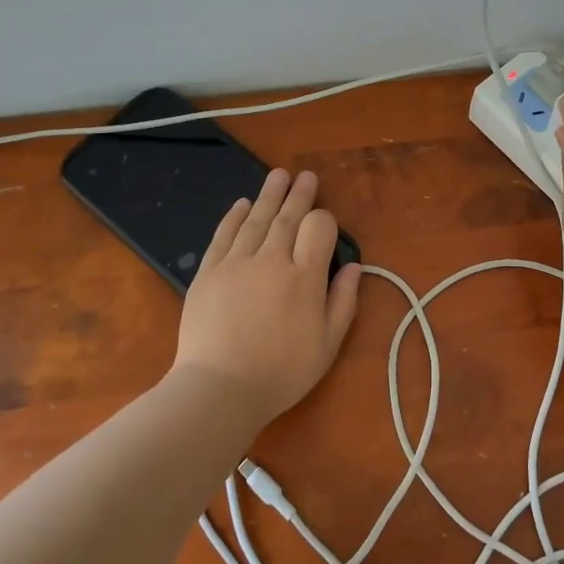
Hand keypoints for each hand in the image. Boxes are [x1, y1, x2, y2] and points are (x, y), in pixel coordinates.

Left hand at [173, 168, 362, 426]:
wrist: (219, 388)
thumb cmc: (281, 373)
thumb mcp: (327, 345)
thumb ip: (343, 302)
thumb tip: (354, 266)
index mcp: (305, 278)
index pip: (318, 230)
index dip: (324, 220)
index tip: (325, 221)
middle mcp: (271, 261)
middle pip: (287, 218)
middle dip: (299, 195)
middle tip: (306, 176)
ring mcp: (236, 264)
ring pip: (255, 220)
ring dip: (269, 195)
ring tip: (278, 175)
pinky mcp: (208, 272)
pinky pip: (223, 236)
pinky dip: (233, 217)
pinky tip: (241, 204)